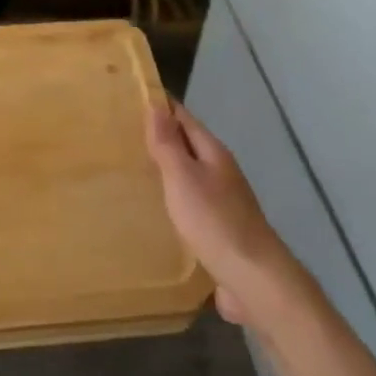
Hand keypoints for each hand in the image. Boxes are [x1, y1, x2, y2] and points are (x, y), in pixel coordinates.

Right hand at [146, 100, 289, 325]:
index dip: (160, 106)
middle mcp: (220, 172)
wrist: (254, 279)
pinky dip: (171, 198)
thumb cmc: (215, 222)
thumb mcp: (184, 178)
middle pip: (187, 146)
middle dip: (159, 137)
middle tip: (121, 132)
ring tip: (130, 168)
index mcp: (214, 154)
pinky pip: (190, 204)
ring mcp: (222, 202)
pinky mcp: (218, 230)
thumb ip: (168, 144)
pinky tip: (154, 208)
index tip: (132, 95)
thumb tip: (156, 105)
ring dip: (165, 168)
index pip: (184, 118)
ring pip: (189, 175)